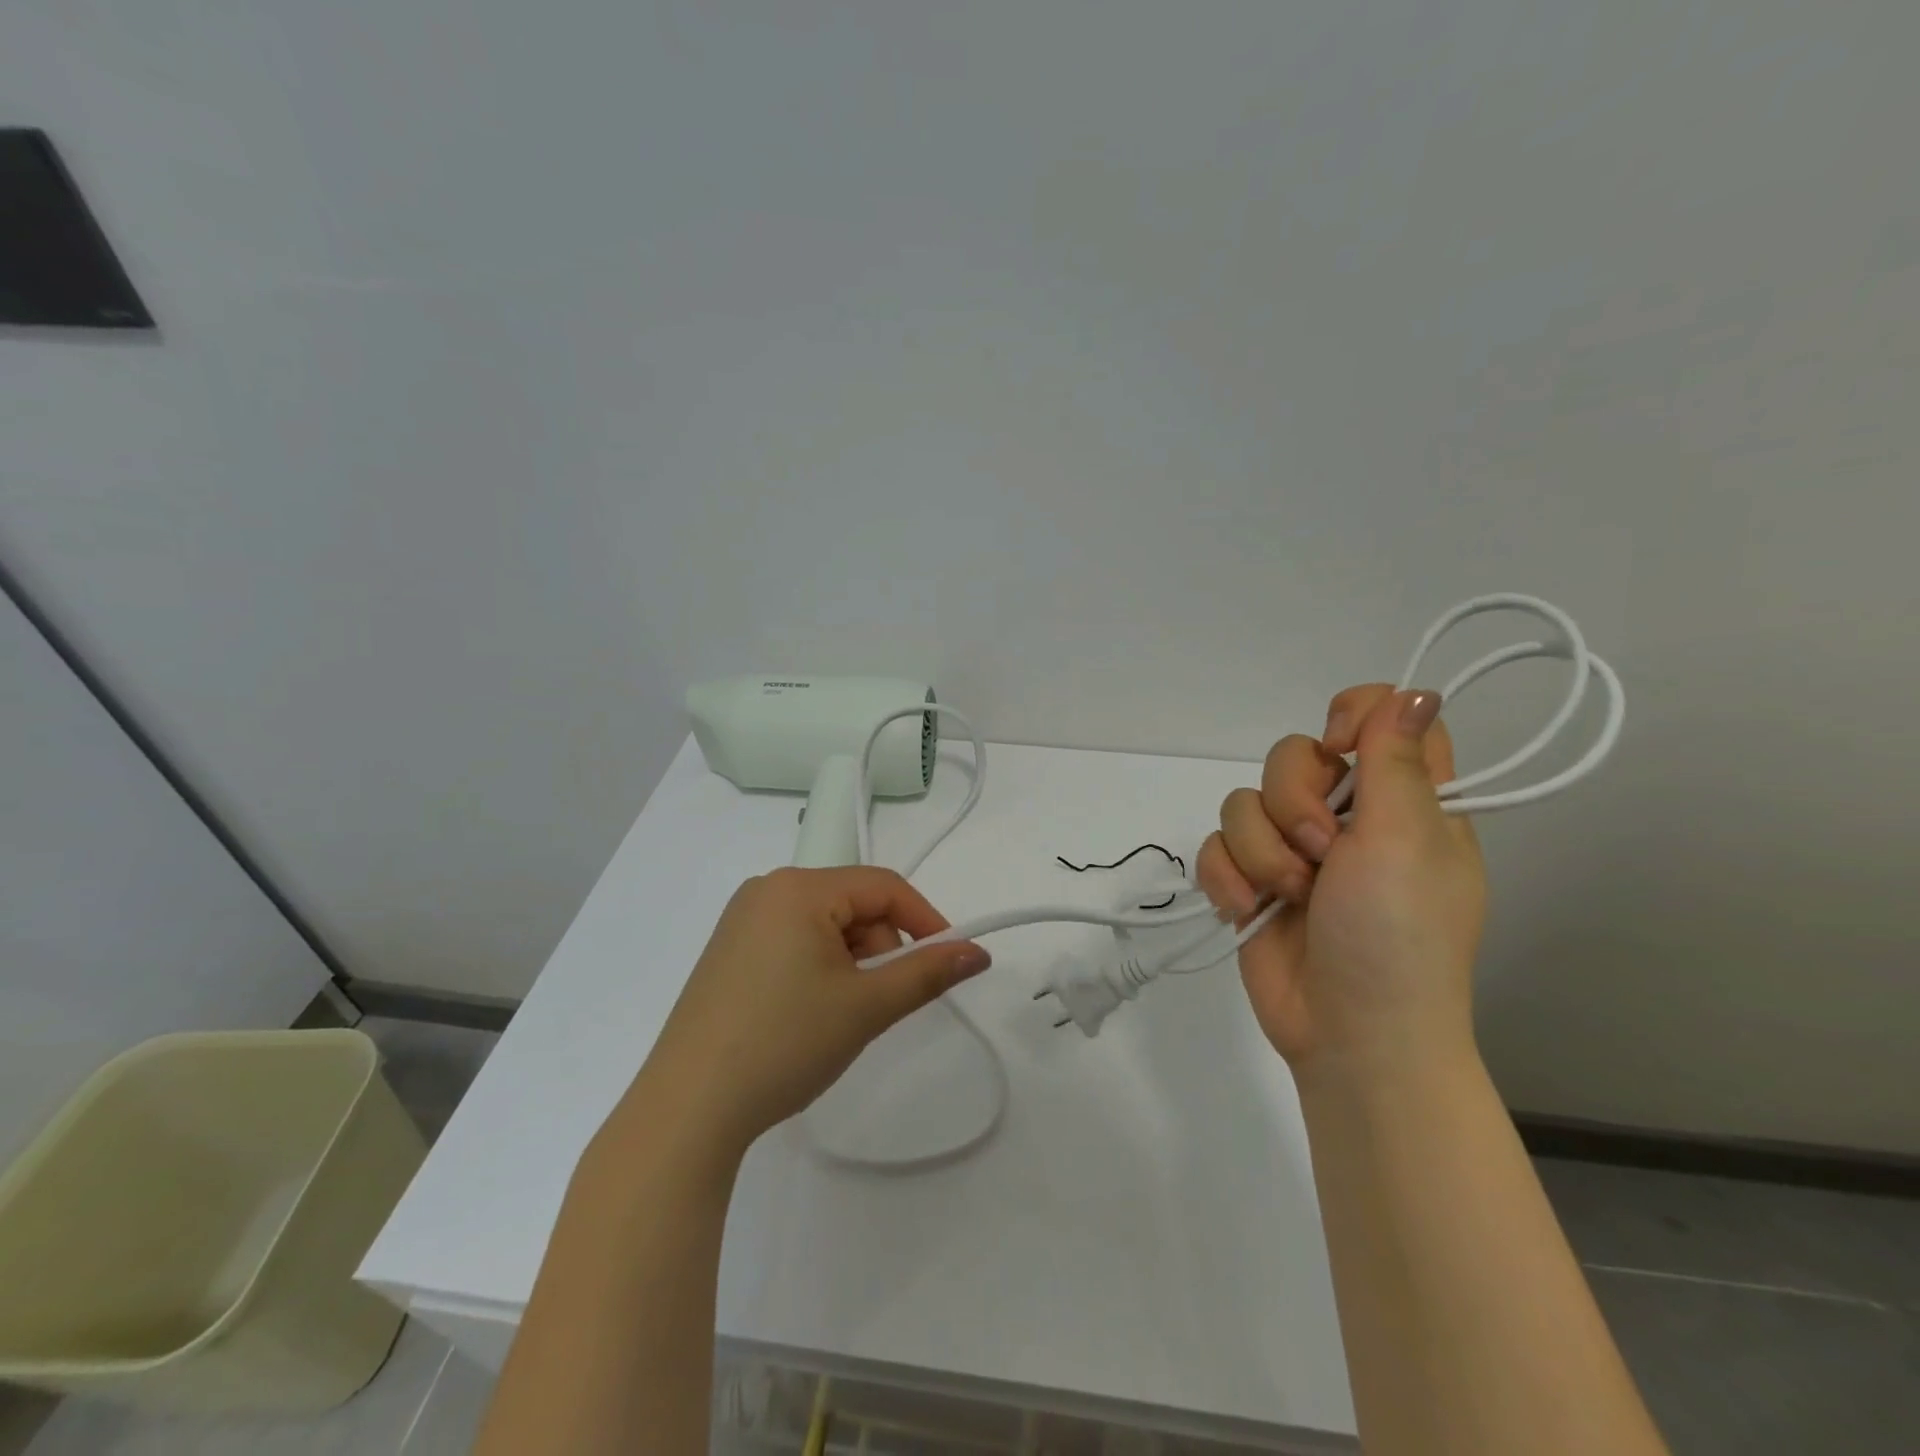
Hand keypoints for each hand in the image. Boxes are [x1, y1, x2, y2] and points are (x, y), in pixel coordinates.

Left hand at [630, 867, 989, 1157]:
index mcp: (798, 887)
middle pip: (852, 904)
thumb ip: (928, 972)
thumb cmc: (784, 1043)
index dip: (925, 919)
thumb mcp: (866, 1006)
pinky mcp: (727, 951)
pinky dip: (818, 968)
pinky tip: (806, 1014)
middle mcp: (767, 889)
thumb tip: (978, 952)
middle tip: (878, 1003)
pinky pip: (793, 941)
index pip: (883, 886)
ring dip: (850, 962)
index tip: (949, 960)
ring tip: (839, 1016)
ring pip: (824, 925)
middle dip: (880, 948)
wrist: (687, 1109)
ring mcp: (740, 920)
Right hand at [1196, 686, 1485, 1080]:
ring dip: (1260, 853)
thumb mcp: (1406, 842)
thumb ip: (1395, 763)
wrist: (1348, 1033)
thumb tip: (1413, 690)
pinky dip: (1226, 878)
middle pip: (1293, 754)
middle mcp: (1347, 817)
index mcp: (1406, 802)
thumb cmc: (1395, 938)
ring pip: (1243, 801)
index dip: (1355, 716)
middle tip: (1322, 854)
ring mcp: (1293, 849)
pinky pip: (1214, 845)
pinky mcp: (1250, 880)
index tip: (1340, 746)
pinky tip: (1247, 910)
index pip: (1384, 716)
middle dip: (1292, 803)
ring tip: (1288, 897)